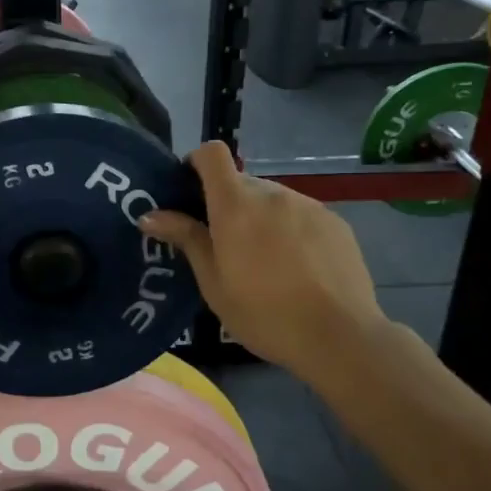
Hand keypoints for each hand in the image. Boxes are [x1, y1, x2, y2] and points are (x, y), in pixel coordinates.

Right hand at [140, 143, 384, 381]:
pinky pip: (300, 214)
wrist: (339, 336)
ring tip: (264, 261)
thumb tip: (150, 215)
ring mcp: (308, 204)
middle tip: (224, 245)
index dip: (196, 163)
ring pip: (272, 199)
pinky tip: (297, 267)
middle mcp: (272, 194)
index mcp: (236, 205)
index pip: (212, 154)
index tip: (189, 192)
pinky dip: (290, 229)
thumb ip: (187, 239)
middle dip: (227, 204)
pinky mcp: (334, 221)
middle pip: (241, 182)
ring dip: (260, 218)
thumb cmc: (264, 314)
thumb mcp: (214, 283)